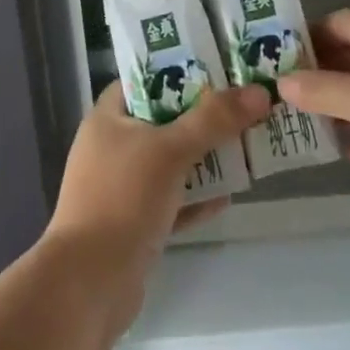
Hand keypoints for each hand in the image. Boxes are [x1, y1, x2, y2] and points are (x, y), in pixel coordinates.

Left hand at [42, 82, 268, 332]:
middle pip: (162, 121)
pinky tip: (229, 195)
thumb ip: (214, 121)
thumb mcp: (170, 150)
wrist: (90, 282)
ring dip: (204, 158)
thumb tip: (259, 93)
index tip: (216, 67)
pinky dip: (196, 198)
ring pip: (170, 163)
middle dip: (201, 116)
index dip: (175, 71)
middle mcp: (111, 149)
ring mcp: (121, 188)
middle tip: (243, 104)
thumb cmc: (123, 199)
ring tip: (246, 144)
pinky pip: (172, 202)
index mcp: (108, 119)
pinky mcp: (134, 225)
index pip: (141, 81)